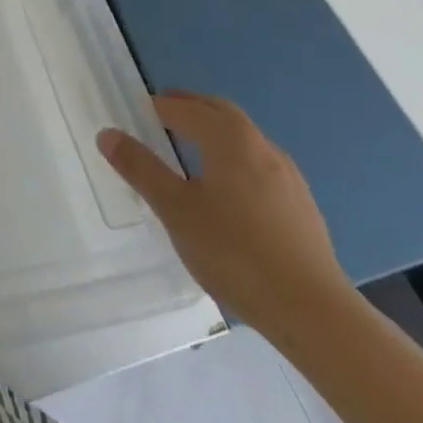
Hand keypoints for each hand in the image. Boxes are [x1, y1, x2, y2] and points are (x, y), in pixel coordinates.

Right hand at [97, 91, 351, 338]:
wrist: (315, 315)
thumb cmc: (235, 252)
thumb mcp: (175, 210)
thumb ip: (140, 168)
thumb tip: (107, 134)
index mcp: (228, 138)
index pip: (186, 108)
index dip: (160, 107)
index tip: (139, 112)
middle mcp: (261, 146)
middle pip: (221, 113)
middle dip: (191, 108)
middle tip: (164, 114)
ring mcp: (288, 177)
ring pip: (245, 139)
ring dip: (216, 133)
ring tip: (193, 150)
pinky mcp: (302, 208)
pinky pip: (260, 166)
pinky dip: (236, 160)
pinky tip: (230, 192)